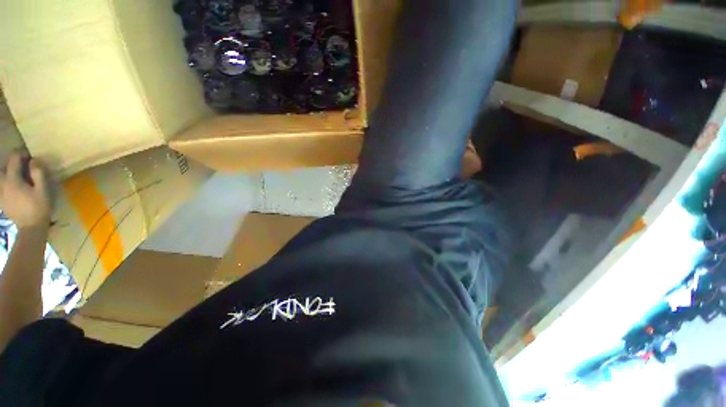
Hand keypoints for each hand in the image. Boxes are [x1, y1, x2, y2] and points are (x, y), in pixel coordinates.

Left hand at [0, 153, 51, 228]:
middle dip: (12, 162)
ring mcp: (1, 193)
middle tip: (23, 163)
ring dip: (8, 172)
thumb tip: (34, 161)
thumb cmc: (39, 208)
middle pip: (4, 167)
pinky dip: (5, 182)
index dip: (21, 154)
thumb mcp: (43, 190)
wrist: (31, 228)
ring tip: (17, 173)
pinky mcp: (1, 199)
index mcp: (13, 179)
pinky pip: (1, 186)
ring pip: (0, 176)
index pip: (14, 159)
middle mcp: (3, 183)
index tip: (29, 155)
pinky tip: (13, 186)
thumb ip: (38, 174)